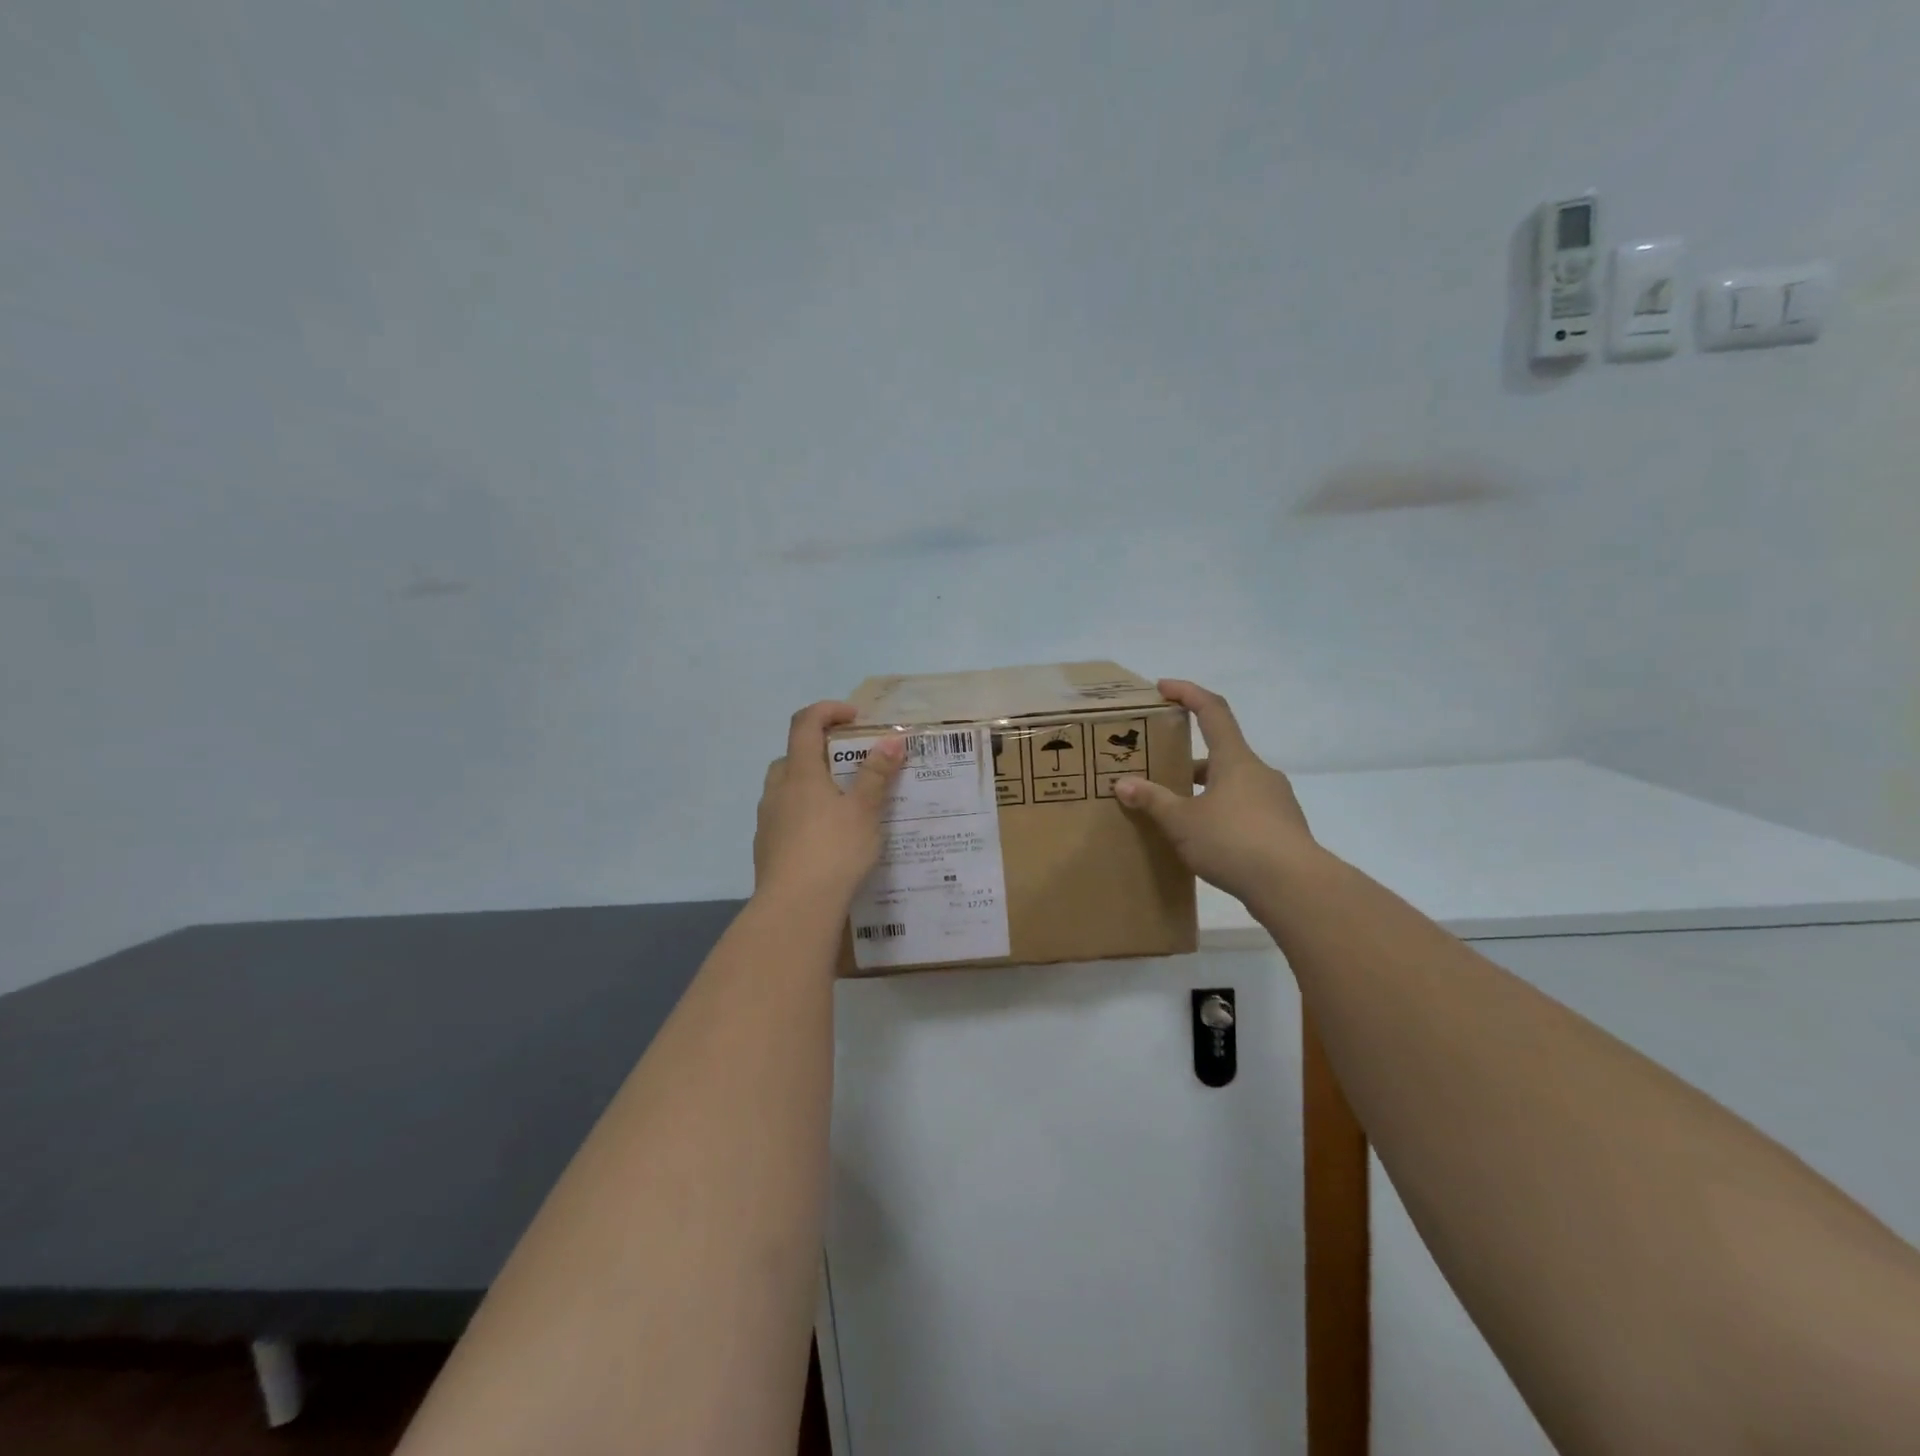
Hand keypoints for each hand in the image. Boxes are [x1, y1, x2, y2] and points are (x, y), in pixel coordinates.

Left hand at [754, 702, 904, 903]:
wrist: (795, 908)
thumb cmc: (834, 850)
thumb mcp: (864, 810)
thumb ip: (876, 774)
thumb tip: (892, 739)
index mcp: (800, 773)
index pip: (805, 724)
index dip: (828, 711)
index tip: (854, 718)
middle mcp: (777, 790)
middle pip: (792, 756)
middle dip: (819, 752)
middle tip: (849, 766)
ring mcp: (767, 820)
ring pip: (786, 790)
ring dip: (809, 786)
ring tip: (841, 806)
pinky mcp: (766, 849)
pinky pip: (784, 818)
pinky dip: (803, 816)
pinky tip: (825, 839)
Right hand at [1114, 680, 1319, 905]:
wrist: (1293, 886)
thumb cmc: (1233, 840)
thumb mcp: (1182, 821)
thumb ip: (1153, 800)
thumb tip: (1123, 784)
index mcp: (1235, 759)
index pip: (1212, 711)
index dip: (1187, 693)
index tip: (1163, 687)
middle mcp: (1258, 773)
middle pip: (1220, 752)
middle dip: (1187, 758)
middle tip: (1159, 770)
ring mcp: (1275, 801)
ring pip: (1232, 784)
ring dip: (1204, 790)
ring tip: (1176, 811)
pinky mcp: (1282, 829)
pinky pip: (1244, 810)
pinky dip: (1221, 814)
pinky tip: (1204, 839)